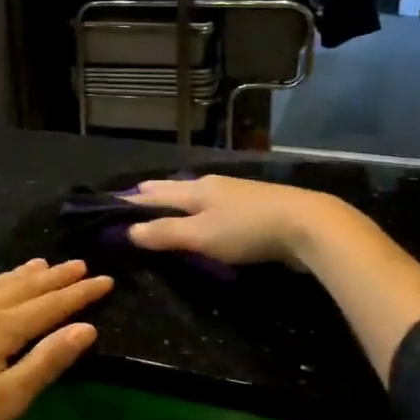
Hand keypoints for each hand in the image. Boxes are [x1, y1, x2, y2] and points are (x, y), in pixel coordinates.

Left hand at [0, 259, 112, 419]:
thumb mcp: (8, 401)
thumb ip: (47, 361)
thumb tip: (86, 327)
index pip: (49, 305)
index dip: (79, 293)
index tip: (106, 280)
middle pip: (21, 288)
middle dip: (54, 277)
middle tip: (79, 265)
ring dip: (16, 275)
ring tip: (39, 264)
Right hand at [124, 175, 352, 266]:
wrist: (307, 225)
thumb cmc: (247, 230)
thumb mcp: (200, 235)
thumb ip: (165, 232)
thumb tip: (128, 230)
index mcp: (196, 188)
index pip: (155, 193)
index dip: (133, 200)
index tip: (112, 202)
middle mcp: (214, 185)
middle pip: (177, 187)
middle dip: (155, 193)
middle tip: (135, 196)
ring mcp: (237, 194)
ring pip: (198, 194)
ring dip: (179, 199)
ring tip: (167, 203)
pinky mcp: (256, 207)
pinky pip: (217, 205)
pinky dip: (202, 209)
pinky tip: (207, 216)